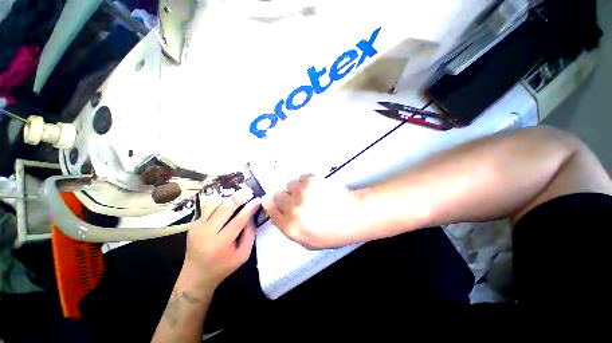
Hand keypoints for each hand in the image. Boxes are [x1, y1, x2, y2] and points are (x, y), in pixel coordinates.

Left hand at [183, 188, 260, 287]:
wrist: (195, 276)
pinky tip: (227, 202)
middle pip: (225, 207)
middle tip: (250, 191)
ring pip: (215, 203)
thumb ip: (249, 234)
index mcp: (221, 243)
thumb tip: (251, 215)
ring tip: (239, 195)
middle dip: (239, 197)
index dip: (250, 208)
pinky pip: (207, 207)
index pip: (239, 219)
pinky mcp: (193, 224)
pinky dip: (219, 201)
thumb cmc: (223, 267)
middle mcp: (207, 232)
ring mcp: (197, 227)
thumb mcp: (243, 255)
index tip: (258, 200)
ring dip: (229, 197)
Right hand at [263, 174, 363, 248]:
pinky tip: (318, 188)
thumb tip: (278, 214)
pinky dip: (307, 181)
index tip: (279, 204)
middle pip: (278, 195)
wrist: (353, 215)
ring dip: (297, 188)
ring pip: (290, 184)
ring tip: (311, 193)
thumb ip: (289, 228)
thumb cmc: (333, 232)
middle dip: (286, 197)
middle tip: (299, 200)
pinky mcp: (311, 180)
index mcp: (290, 227)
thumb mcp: (308, 241)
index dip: (274, 205)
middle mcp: (292, 209)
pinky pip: (302, 177)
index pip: (271, 210)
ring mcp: (301, 192)